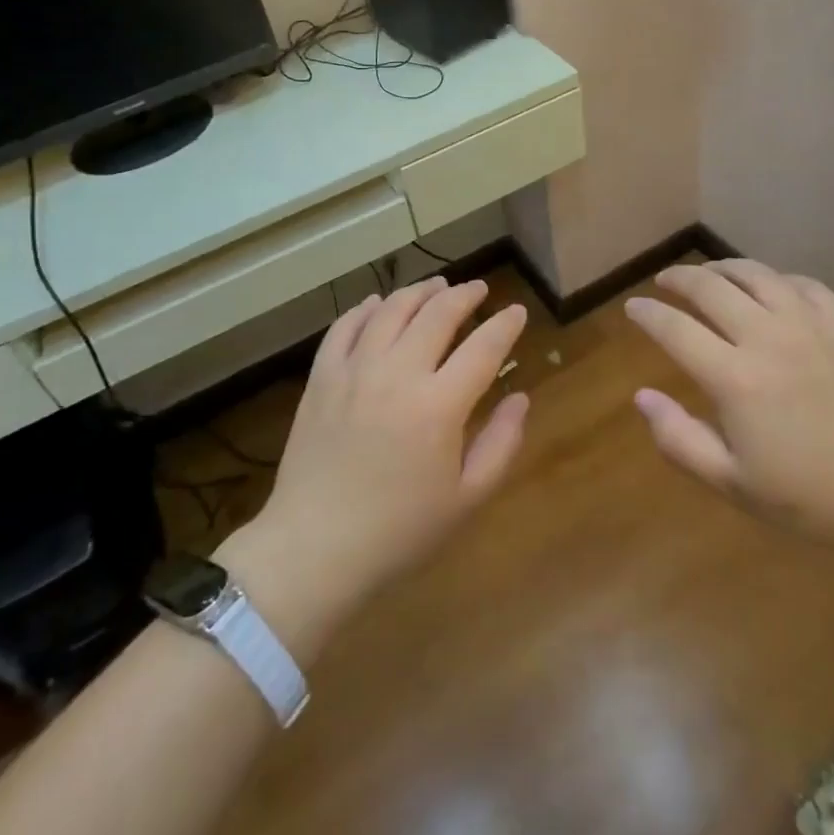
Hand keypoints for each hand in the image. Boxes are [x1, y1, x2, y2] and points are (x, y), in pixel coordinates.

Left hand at [221, 277, 528, 640]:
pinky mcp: (322, 378)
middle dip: (464, 295)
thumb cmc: (399, 532)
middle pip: (437, 314)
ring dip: (419, 291)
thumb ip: (500, 443)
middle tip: (479, 289)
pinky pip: (345, 327)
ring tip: (437, 285)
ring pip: (391, 310)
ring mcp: (354, 371)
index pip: (483, 348)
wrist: (313, 549)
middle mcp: (397, 374)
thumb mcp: (466, 499)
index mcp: (439, 406)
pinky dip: (365, 308)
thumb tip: (520, 398)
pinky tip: (378, 303)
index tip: (517, 311)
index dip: (505, 325)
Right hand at [624, 259, 833, 554]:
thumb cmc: (815, 498)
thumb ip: (680, 439)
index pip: (675, 329)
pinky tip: (770, 287)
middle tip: (664, 282)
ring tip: (709, 273)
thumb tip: (641, 397)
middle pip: (710, 288)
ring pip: (755, 274)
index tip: (633, 307)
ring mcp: (810, 324)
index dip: (647, 314)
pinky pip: (801, 283)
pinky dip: (774, 278)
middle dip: (679, 279)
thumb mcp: (734, 484)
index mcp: (734, 378)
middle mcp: (766, 337)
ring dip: (722, 268)